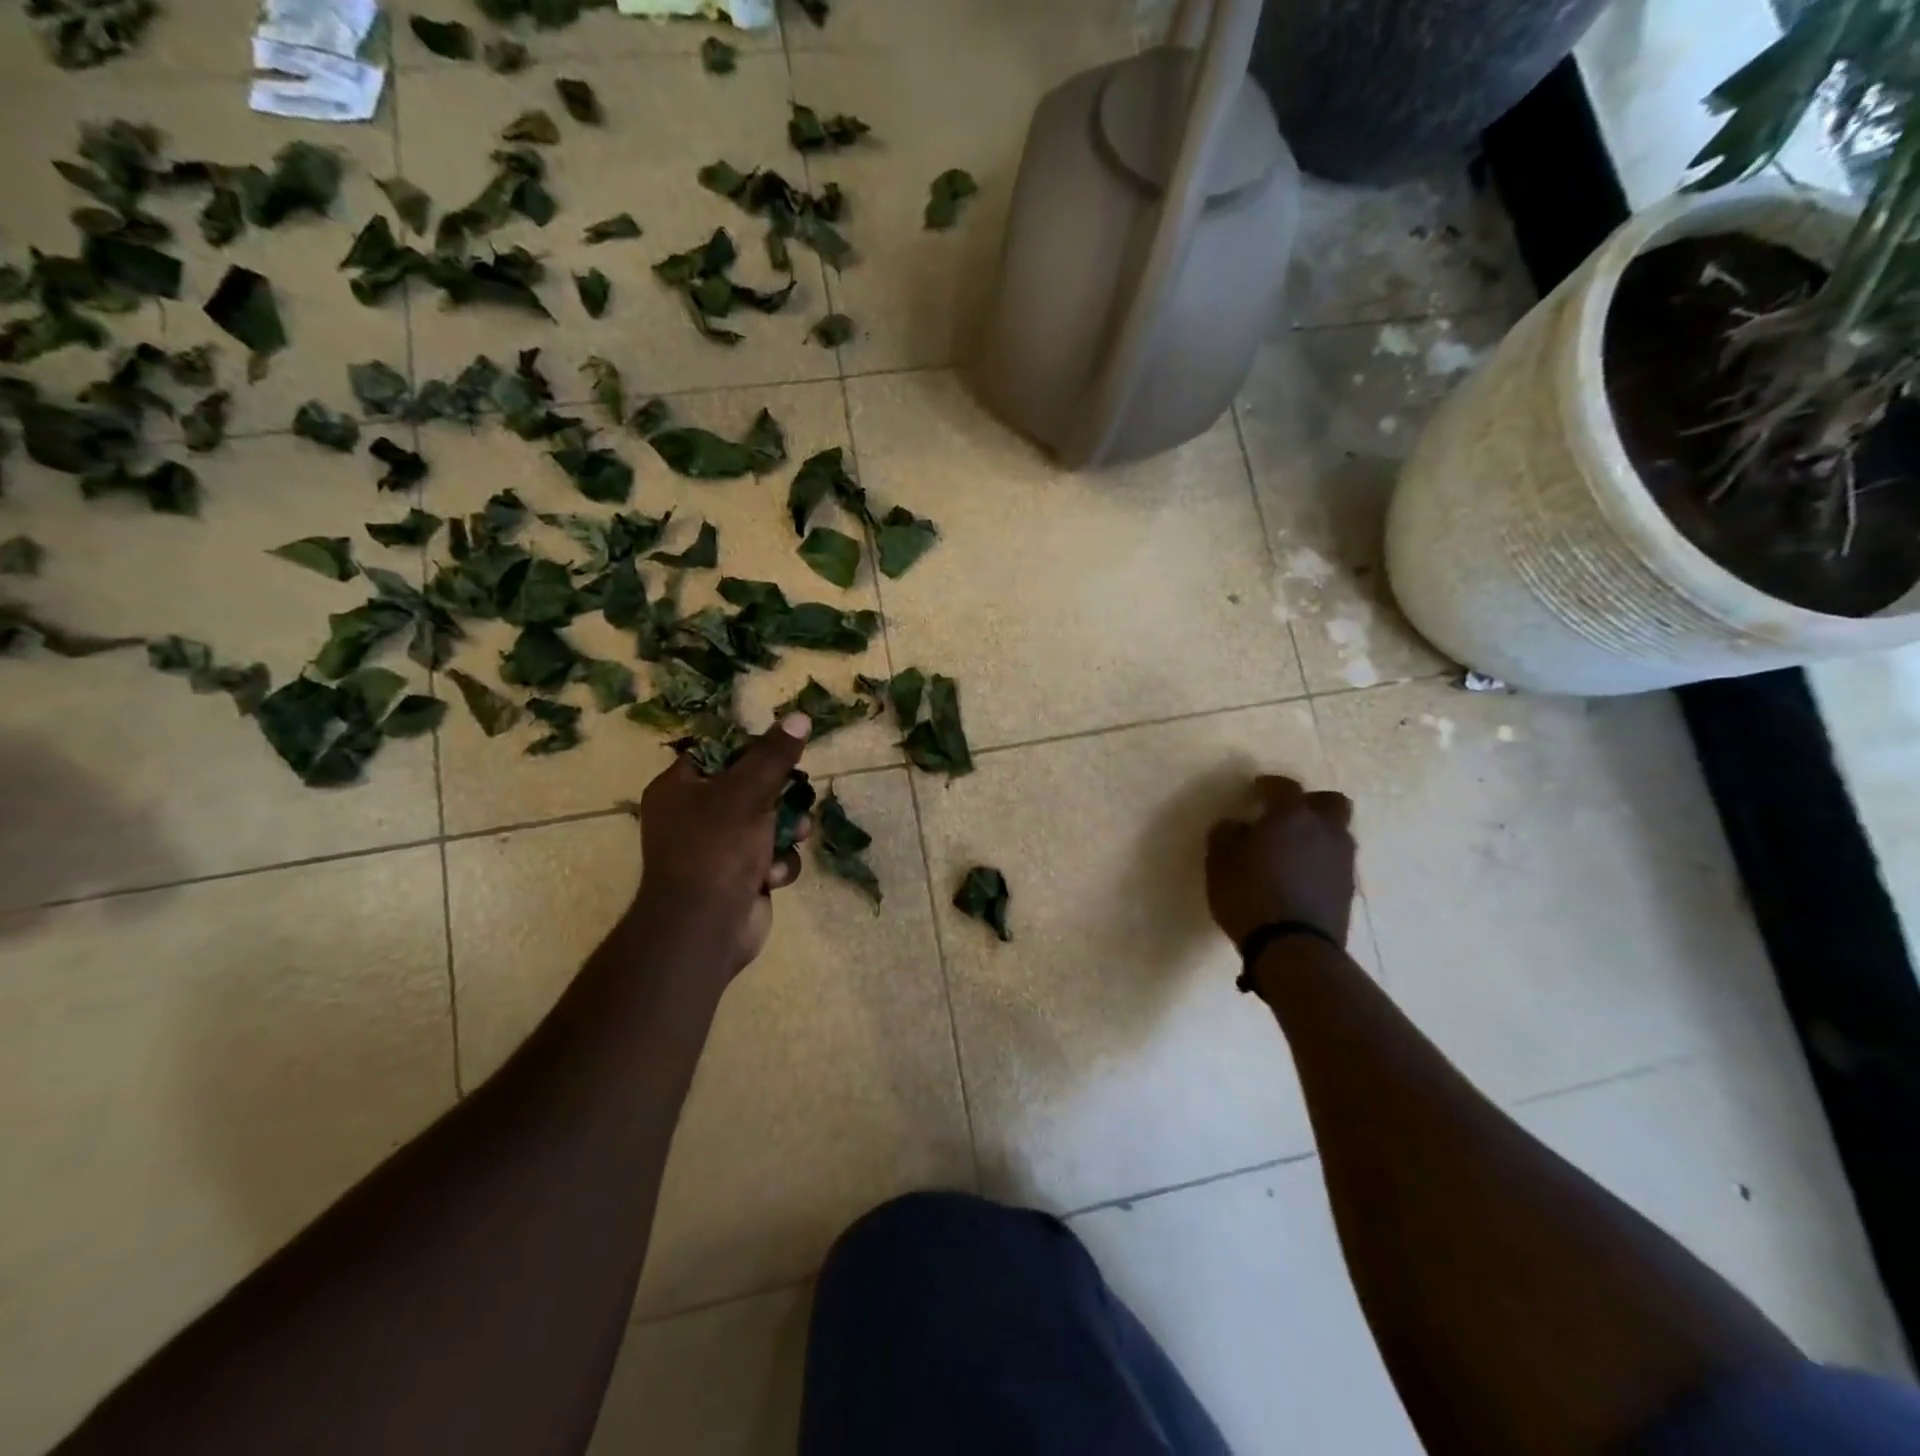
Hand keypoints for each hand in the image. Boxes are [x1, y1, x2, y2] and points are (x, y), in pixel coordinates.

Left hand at [630, 714, 811, 977]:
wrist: (705, 926)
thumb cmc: (716, 848)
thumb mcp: (748, 791)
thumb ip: (774, 755)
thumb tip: (800, 716)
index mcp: (679, 787)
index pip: (719, 752)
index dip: (753, 749)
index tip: (784, 751)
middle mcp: (694, 816)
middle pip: (751, 788)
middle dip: (782, 796)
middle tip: (798, 795)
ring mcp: (716, 849)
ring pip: (769, 823)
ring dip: (787, 831)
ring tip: (795, 837)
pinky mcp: (739, 878)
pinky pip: (770, 857)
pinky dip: (777, 864)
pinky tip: (772, 876)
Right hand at [1206, 775, 1356, 947]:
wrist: (1293, 948)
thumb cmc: (1249, 895)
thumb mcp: (1219, 862)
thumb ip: (1226, 835)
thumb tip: (1237, 826)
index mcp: (1291, 816)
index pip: (1284, 787)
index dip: (1268, 785)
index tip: (1256, 790)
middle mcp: (1324, 830)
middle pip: (1329, 803)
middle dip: (1309, 804)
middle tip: (1286, 816)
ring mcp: (1342, 861)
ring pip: (1336, 833)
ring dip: (1318, 834)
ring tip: (1293, 850)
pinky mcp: (1348, 889)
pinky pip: (1336, 862)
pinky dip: (1320, 861)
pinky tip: (1300, 876)